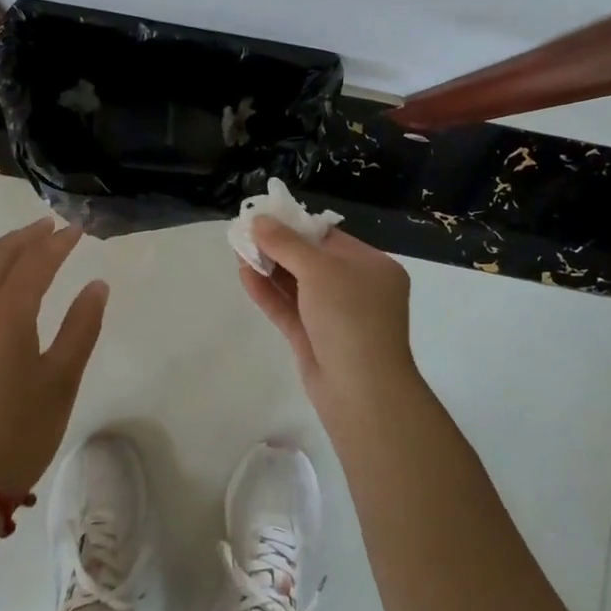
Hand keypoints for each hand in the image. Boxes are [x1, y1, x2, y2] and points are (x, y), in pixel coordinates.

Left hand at [0, 217, 109, 496]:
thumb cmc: (18, 434)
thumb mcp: (62, 381)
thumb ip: (81, 327)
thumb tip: (95, 286)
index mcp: (3, 314)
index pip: (34, 263)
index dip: (57, 243)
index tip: (76, 229)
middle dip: (25, 238)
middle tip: (49, 226)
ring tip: (20, 244)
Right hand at [237, 216, 415, 418]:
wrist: (362, 393)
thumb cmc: (350, 318)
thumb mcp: (320, 270)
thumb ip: (286, 243)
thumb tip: (259, 219)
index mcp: (372, 267)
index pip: (329, 238)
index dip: (295, 226)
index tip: (264, 217)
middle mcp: (357, 289)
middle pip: (311, 260)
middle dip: (278, 247)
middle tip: (244, 232)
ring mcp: (335, 317)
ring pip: (297, 286)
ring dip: (269, 268)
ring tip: (238, 249)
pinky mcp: (315, 340)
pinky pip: (289, 309)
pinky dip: (268, 293)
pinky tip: (244, 275)